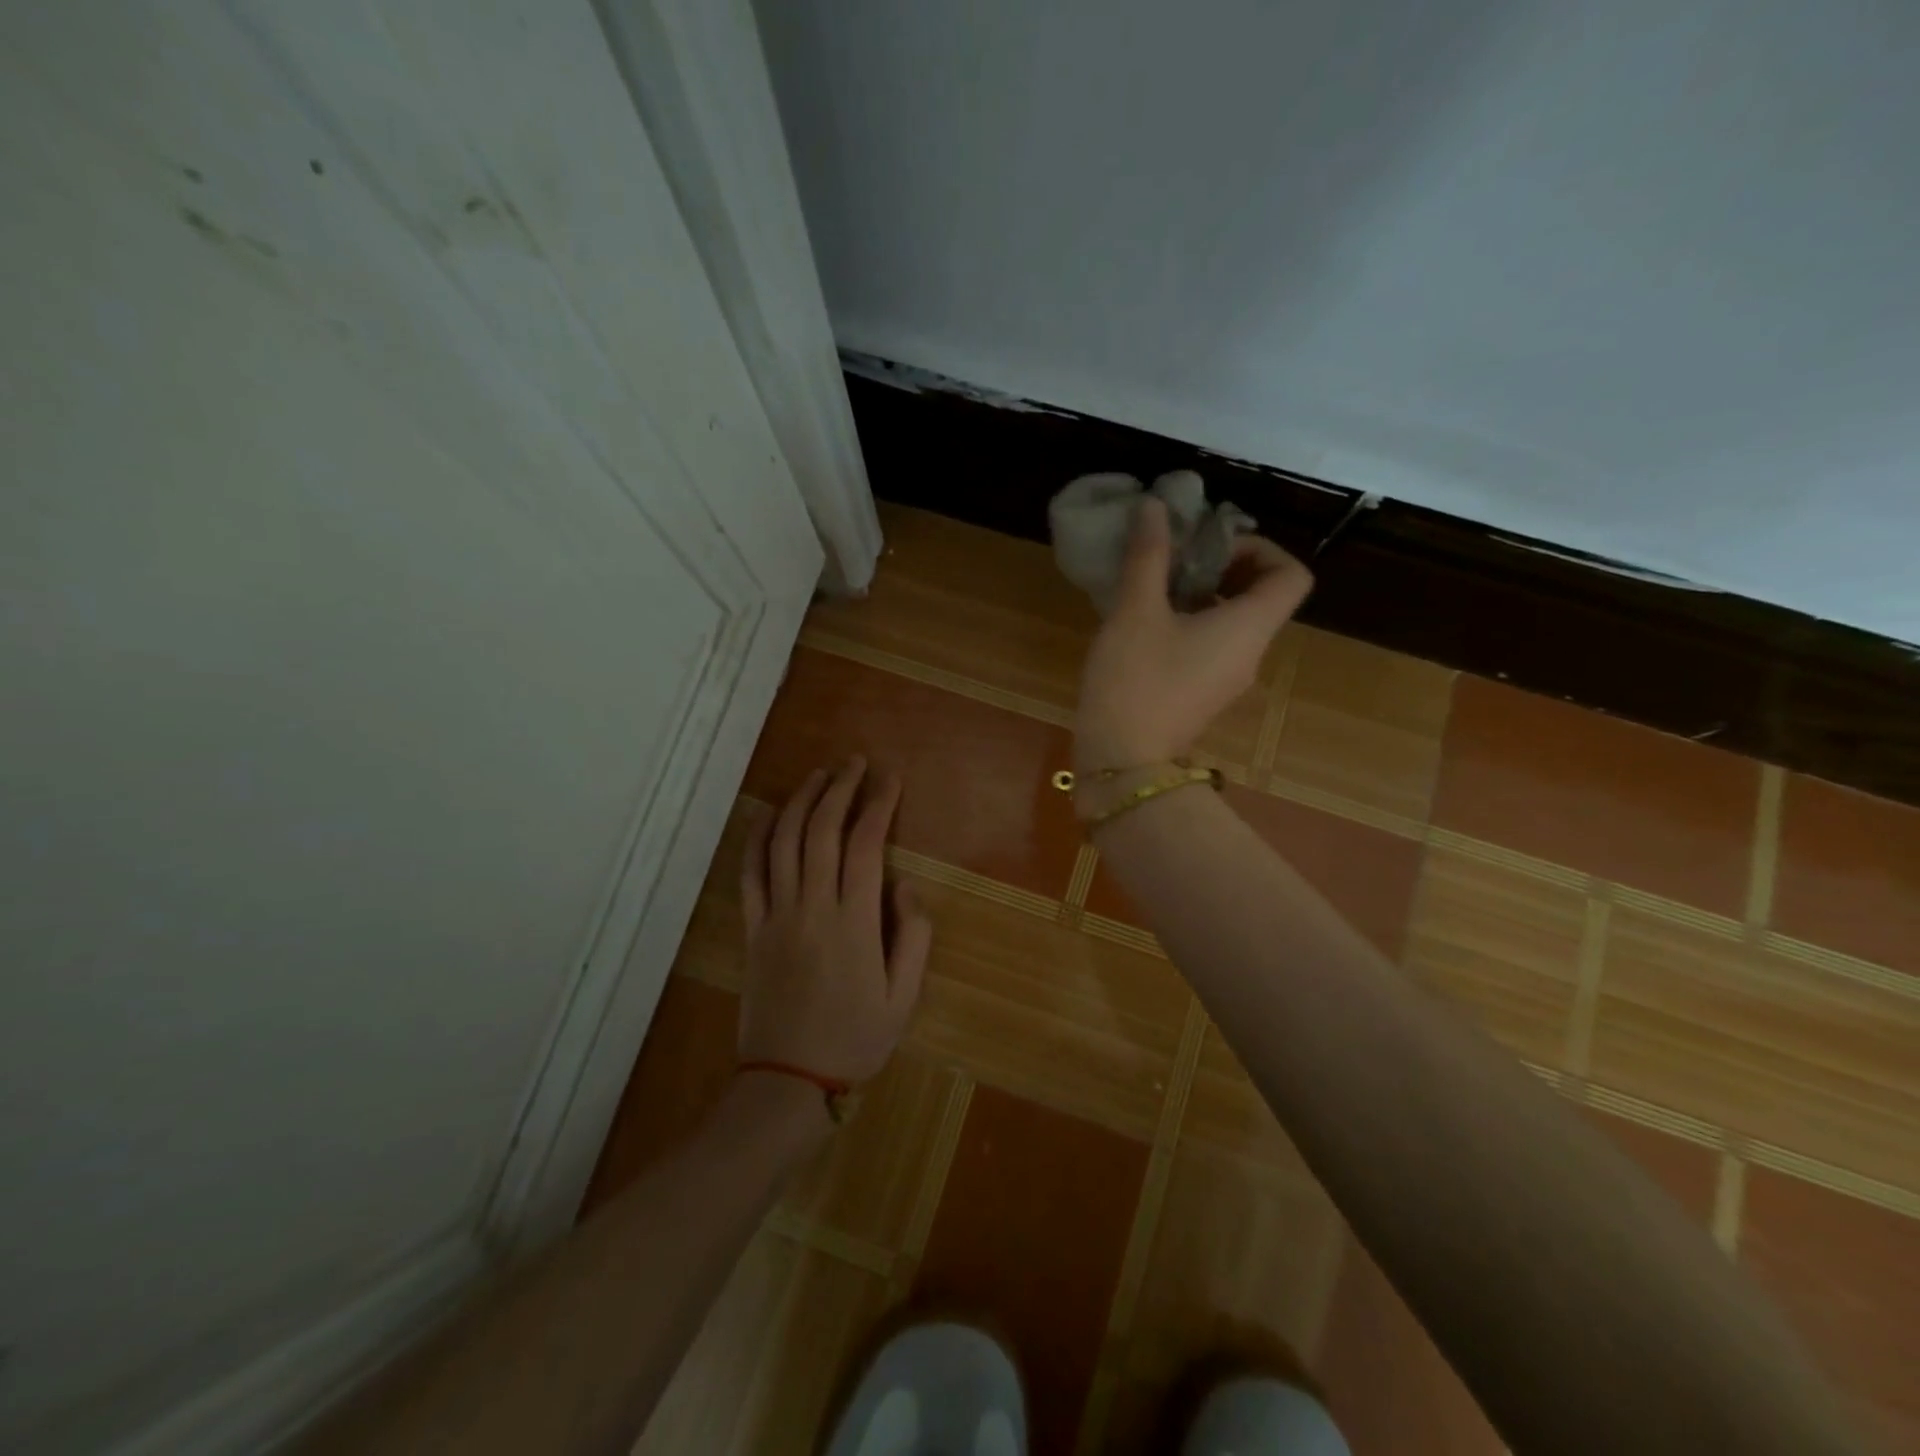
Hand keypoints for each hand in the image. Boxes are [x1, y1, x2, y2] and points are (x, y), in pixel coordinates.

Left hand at [738, 757, 932, 1083]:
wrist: (787, 1081)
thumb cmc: (855, 1040)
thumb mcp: (904, 997)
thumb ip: (914, 936)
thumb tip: (905, 884)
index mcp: (855, 922)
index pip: (865, 844)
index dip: (878, 804)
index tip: (890, 778)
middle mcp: (813, 907)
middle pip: (821, 831)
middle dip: (840, 788)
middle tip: (854, 763)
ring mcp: (777, 915)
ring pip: (784, 842)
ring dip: (801, 802)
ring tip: (819, 775)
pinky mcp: (753, 928)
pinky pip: (751, 873)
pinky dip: (757, 837)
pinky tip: (768, 813)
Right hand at [1076, 497, 1313, 769]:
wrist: (1122, 762)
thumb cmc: (1134, 680)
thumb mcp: (1135, 611)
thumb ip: (1149, 556)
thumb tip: (1155, 506)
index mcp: (1248, 627)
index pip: (1293, 575)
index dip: (1261, 549)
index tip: (1210, 548)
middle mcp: (1251, 653)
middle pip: (1263, 597)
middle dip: (1224, 568)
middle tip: (1177, 562)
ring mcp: (1229, 679)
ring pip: (1235, 622)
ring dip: (1204, 596)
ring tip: (1155, 590)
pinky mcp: (1204, 696)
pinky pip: (1213, 647)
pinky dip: (1192, 625)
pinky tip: (1146, 626)